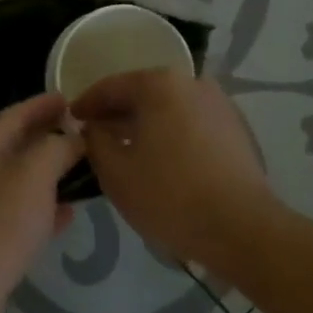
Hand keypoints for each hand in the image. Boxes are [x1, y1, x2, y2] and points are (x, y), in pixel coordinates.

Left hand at [0, 92, 83, 312]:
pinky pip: (21, 217)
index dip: (41, 105)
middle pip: (14, 148)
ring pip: (19, 184)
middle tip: (83, 132)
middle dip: (46, 138)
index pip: (13, 116)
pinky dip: (45, 210)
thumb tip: (72, 138)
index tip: (70, 98)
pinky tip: (68, 215)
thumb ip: (55, 148)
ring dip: (49, 175)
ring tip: (83, 170)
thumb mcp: (32, 174)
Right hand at [70, 68, 275, 270]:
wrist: (242, 229)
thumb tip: (94, 128)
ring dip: (145, 125)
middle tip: (95, 135)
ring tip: (125, 150)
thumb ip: (95, 141)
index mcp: (159, 85)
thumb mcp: (115, 171)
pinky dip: (170, 135)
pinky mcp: (237, 130)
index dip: (85, 104)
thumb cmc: (169, 196)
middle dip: (117, 113)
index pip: (111, 87)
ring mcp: (220, 105)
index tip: (70, 121)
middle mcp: (193, 83)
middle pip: (143, 93)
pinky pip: (191, 124)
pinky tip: (159, 160)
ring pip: (169, 109)